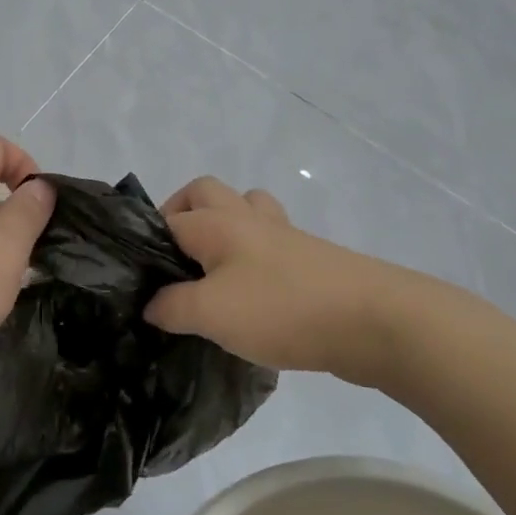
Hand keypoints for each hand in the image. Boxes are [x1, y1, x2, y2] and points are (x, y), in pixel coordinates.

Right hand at [142, 176, 430, 388]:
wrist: (375, 321)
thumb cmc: (282, 309)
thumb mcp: (211, 314)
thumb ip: (172, 307)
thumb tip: (152, 304)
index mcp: (218, 223)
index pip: (167, 219)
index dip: (147, 245)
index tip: (140, 282)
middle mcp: (248, 218)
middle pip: (205, 192)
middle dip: (182, 214)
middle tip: (174, 260)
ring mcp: (284, 236)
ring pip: (245, 210)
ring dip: (225, 227)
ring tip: (214, 269)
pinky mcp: (310, 260)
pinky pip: (271, 243)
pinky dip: (254, 256)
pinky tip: (251, 294)